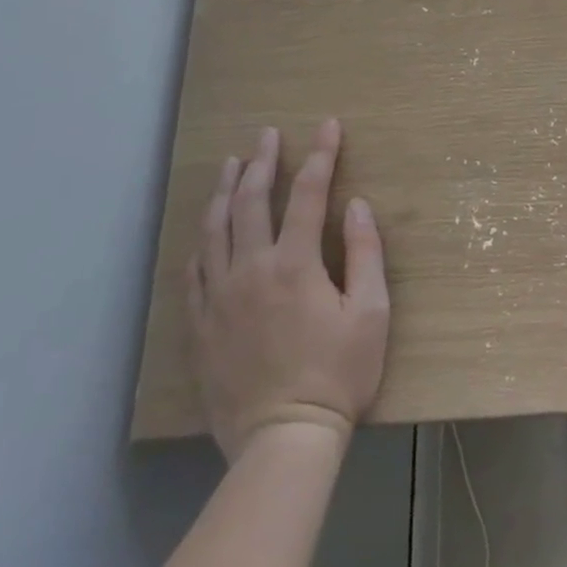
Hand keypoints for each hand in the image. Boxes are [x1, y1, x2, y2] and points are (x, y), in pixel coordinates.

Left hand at [185, 120, 389, 461]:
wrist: (283, 440)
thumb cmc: (338, 374)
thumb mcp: (371, 313)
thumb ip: (365, 253)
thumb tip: (355, 205)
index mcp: (295, 264)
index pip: (307, 193)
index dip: (320, 155)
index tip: (327, 126)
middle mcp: (251, 270)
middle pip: (250, 201)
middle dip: (261, 161)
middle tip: (266, 134)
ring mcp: (219, 297)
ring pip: (214, 229)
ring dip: (224, 190)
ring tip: (230, 163)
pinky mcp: (201, 325)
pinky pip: (194, 270)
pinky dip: (202, 240)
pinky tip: (206, 229)